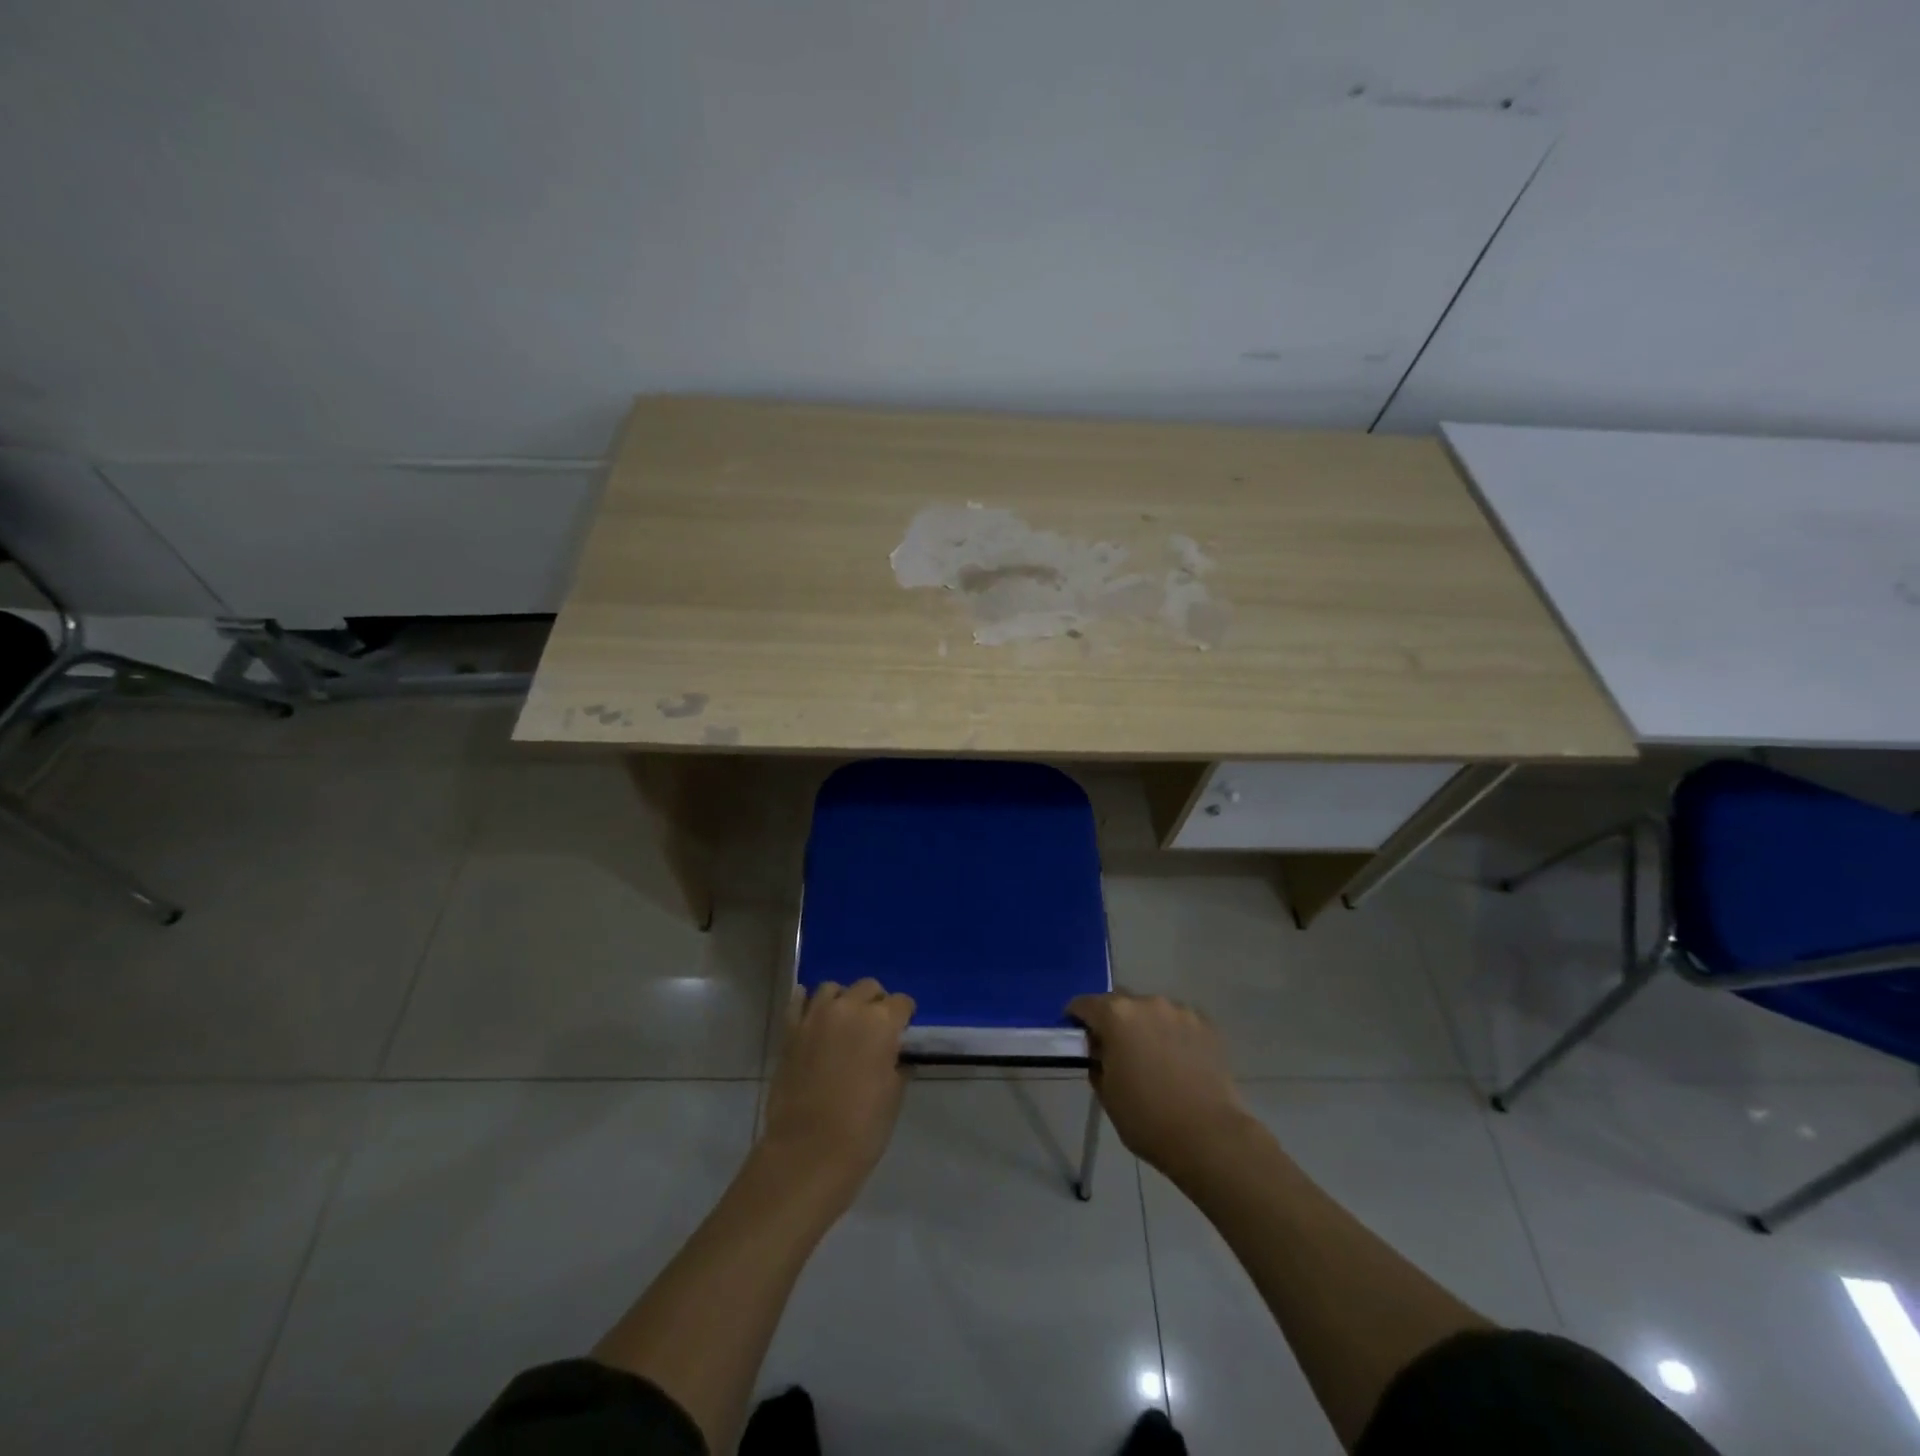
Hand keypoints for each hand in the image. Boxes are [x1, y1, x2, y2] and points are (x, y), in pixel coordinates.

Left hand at [761, 978, 915, 1202]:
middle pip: (868, 987)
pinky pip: (798, 1001)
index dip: (905, 1016)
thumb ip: (896, 1064)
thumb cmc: (862, 1128)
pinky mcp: (790, 1031)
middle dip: (876, 1002)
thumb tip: (895, 1055)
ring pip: (832, 988)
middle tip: (876, 1027)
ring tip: (844, 1021)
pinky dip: (807, 1002)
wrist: (808, 1152)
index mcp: (881, 1022)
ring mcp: (815, 1016)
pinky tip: (813, 1015)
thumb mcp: (893, 1095)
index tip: (903, 1031)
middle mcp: (849, 1008)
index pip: (901, 1002)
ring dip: (843, 999)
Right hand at [1068, 992, 1253, 1179]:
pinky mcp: (1207, 1025)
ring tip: (1152, 1056)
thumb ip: (1097, 1062)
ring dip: (1145, 1025)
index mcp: (1116, 1015)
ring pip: (1152, 1010)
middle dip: (1113, 1020)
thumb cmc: (1147, 1118)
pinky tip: (1178, 1060)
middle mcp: (1147, 1003)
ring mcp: (1180, 1011)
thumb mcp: (1107, 1093)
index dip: (1076, 1018)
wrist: (1209, 1137)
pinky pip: (1179, 1022)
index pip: (1084, 1004)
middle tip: (1115, 1048)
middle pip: (1120, 1002)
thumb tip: (1101, 1051)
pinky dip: (1172, 1034)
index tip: (1078, 1036)